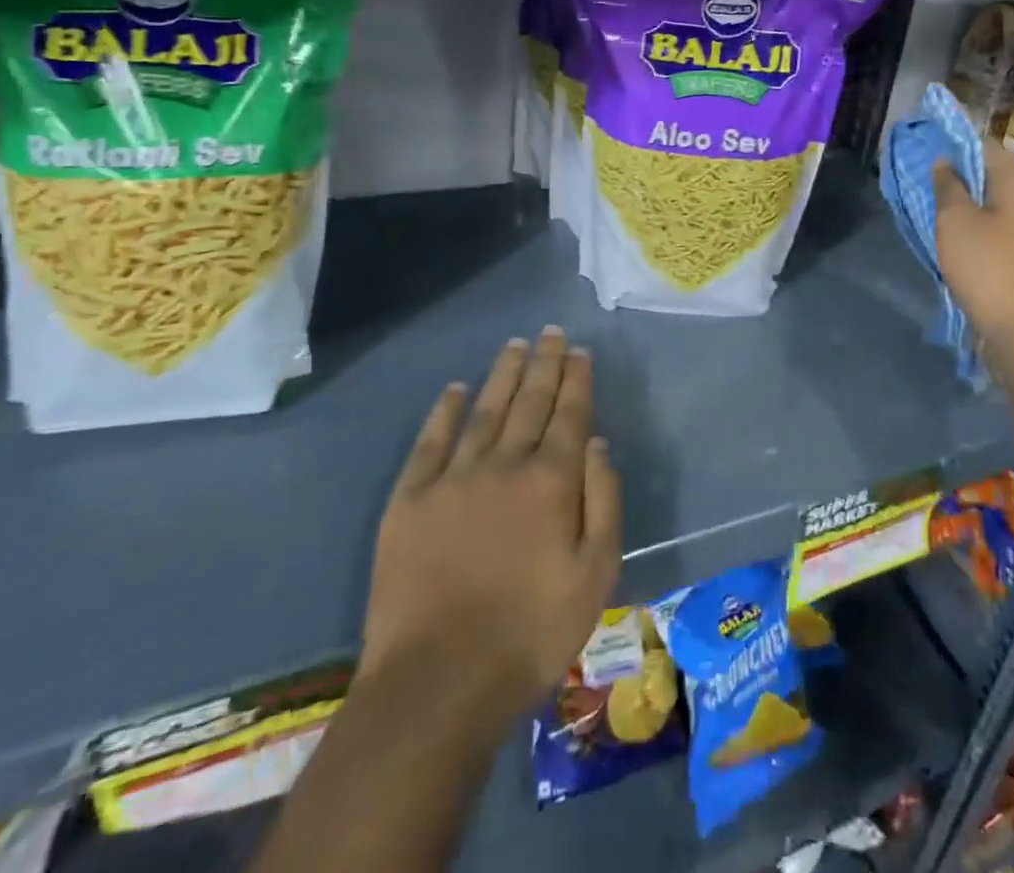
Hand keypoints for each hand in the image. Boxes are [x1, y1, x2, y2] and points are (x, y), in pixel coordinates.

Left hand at [361, 328, 622, 723]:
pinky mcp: (410, 498)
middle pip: (529, 401)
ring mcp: (453, 478)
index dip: (576, 380)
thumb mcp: (595, 575)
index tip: (579, 351)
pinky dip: (445, 410)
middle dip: (544, 363)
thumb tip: (597, 442)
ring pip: (485, 410)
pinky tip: (456, 389)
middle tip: (551, 333)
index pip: (568, 415)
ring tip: (515, 345)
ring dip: (502, 374)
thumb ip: (602, 501)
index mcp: (550, 482)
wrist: (439, 681)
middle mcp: (504, 464)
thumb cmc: (530, 633)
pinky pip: (431, 441)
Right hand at [933, 138, 1013, 342]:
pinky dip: (967, 220)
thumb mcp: (955, 219)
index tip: (928, 138)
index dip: (957, 138)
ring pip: (987, 201)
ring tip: (927, 197)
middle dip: (956, 168)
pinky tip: (945, 228)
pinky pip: (988, 225)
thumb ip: (948, 185)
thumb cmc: (986, 264)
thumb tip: (944, 161)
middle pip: (988, 173)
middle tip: (921, 169)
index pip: (986, 145)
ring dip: (960, 197)